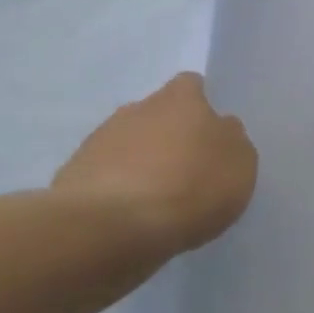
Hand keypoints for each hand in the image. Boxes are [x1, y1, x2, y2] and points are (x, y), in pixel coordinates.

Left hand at [54, 73, 257, 256]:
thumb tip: (220, 130)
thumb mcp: (239, 166)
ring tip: (154, 201)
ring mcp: (101, 138)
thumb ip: (231, 141)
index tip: (208, 137)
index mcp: (181, 99)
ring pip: (127, 143)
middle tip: (184, 172)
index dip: (201, 107)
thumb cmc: (190, 187)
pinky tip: (126, 217)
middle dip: (168, 136)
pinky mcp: (74, 172)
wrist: (111, 226)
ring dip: (139, 162)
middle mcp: (138, 108)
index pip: (192, 86)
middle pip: (157, 114)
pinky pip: (103, 174)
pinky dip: (115, 189)